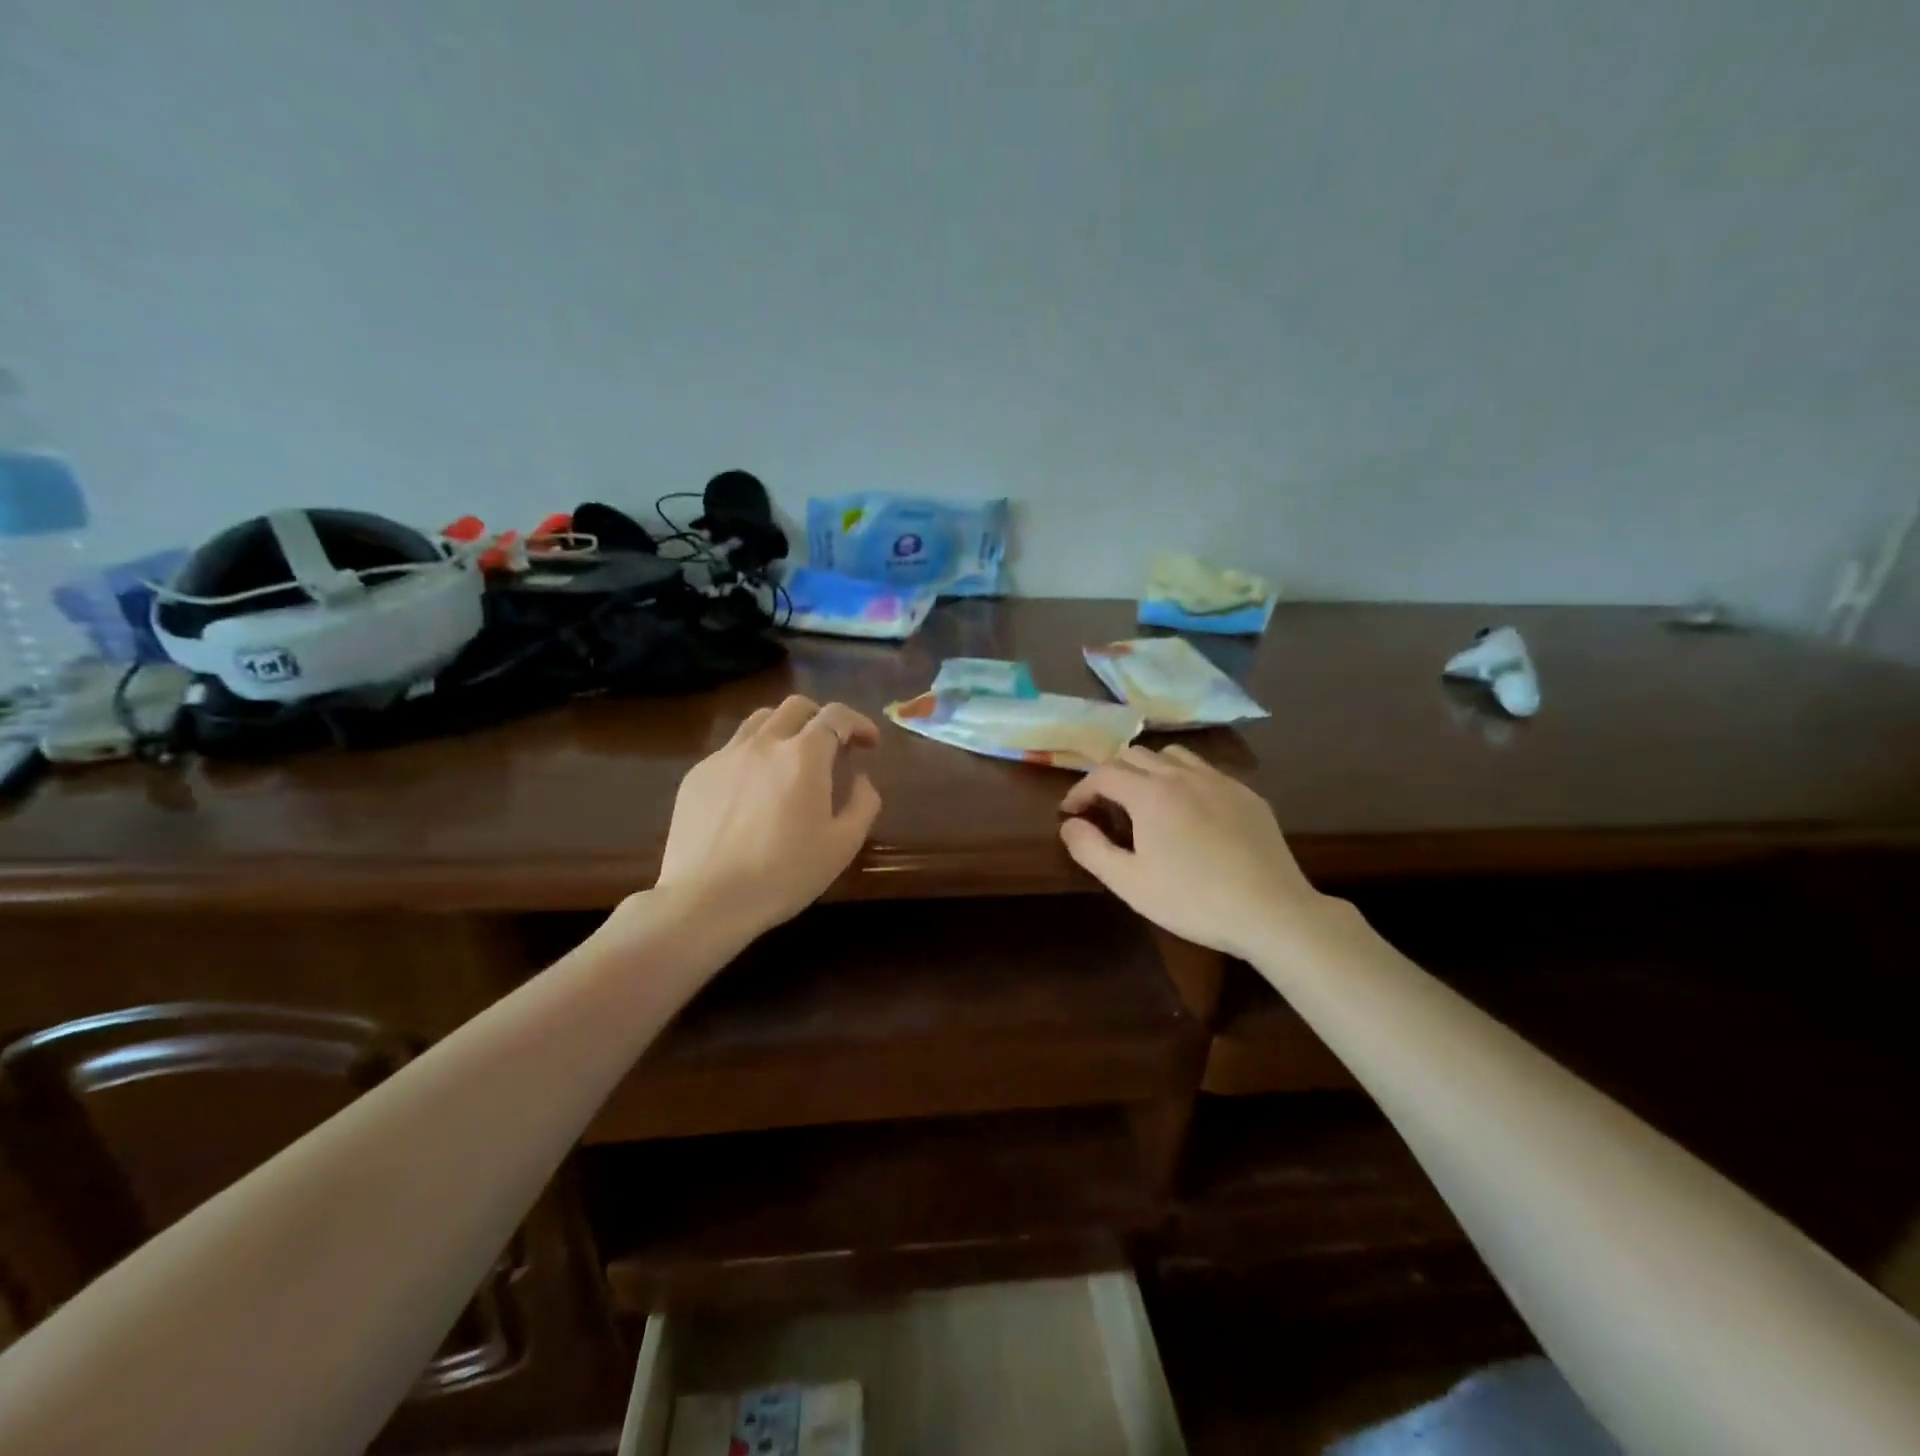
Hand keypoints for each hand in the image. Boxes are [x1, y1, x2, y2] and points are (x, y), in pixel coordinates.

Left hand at [654, 696, 882, 936]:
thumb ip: (863, 804)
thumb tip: (861, 778)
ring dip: (785, 729)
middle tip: (833, 746)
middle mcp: (764, 743)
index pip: (836, 716)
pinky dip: (754, 754)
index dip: (859, 723)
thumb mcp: (842, 845)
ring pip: (760, 720)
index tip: (869, 743)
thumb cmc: (783, 874)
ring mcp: (725, 756)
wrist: (706, 899)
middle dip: (821, 718)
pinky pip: (732, 748)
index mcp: (804, 756)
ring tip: (792, 758)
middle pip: (796, 706)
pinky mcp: (698, 774)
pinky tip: (754, 789)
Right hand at [1059, 745, 1325, 959]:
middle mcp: (1182, 775)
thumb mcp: (1129, 883)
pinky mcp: (1247, 794)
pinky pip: (1205, 771)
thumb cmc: (1192, 900)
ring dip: (1148, 769)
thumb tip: (1069, 824)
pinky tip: (1189, 810)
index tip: (1071, 812)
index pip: (1103, 774)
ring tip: (1144, 798)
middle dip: (1110, 774)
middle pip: (1135, 754)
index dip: (1080, 790)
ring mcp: (1219, 781)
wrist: (1271, 911)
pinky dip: (1183, 778)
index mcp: (1150, 794)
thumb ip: (1090, 848)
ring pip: (1173, 755)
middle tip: (1103, 804)